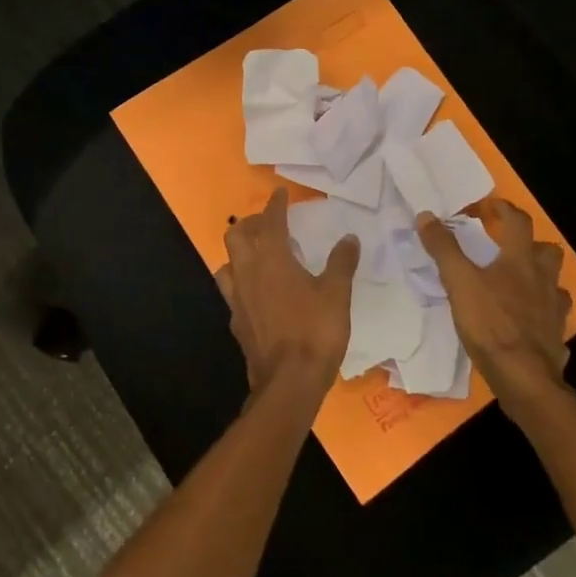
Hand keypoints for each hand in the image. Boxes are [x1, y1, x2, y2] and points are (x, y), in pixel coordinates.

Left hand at [218, 187, 359, 396]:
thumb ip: (341, 263)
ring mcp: (237, 300)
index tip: (280, 193)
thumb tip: (349, 239)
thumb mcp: (337, 294)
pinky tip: (255, 294)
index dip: (276, 205)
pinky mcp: (236, 323)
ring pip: (226, 265)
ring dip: (238, 254)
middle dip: (249, 224)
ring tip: (255, 256)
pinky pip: (232, 293)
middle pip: (236, 237)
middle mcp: (248, 274)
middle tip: (266, 224)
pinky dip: (241, 284)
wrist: (288, 382)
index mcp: (273, 260)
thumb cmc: (315, 332)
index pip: (271, 222)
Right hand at [416, 197, 570, 413]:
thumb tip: (426, 215)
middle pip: (548, 251)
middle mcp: (543, 280)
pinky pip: (554, 317)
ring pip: (555, 284)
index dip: (504, 209)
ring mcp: (554, 310)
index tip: (490, 206)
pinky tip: (527, 322)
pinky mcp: (556, 336)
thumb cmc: (491, 324)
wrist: (524, 377)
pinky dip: (542, 313)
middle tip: (509, 248)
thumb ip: (443, 249)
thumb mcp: (458, 283)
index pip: (518, 222)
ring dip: (540, 278)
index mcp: (520, 261)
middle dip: (532, 244)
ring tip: (519, 284)